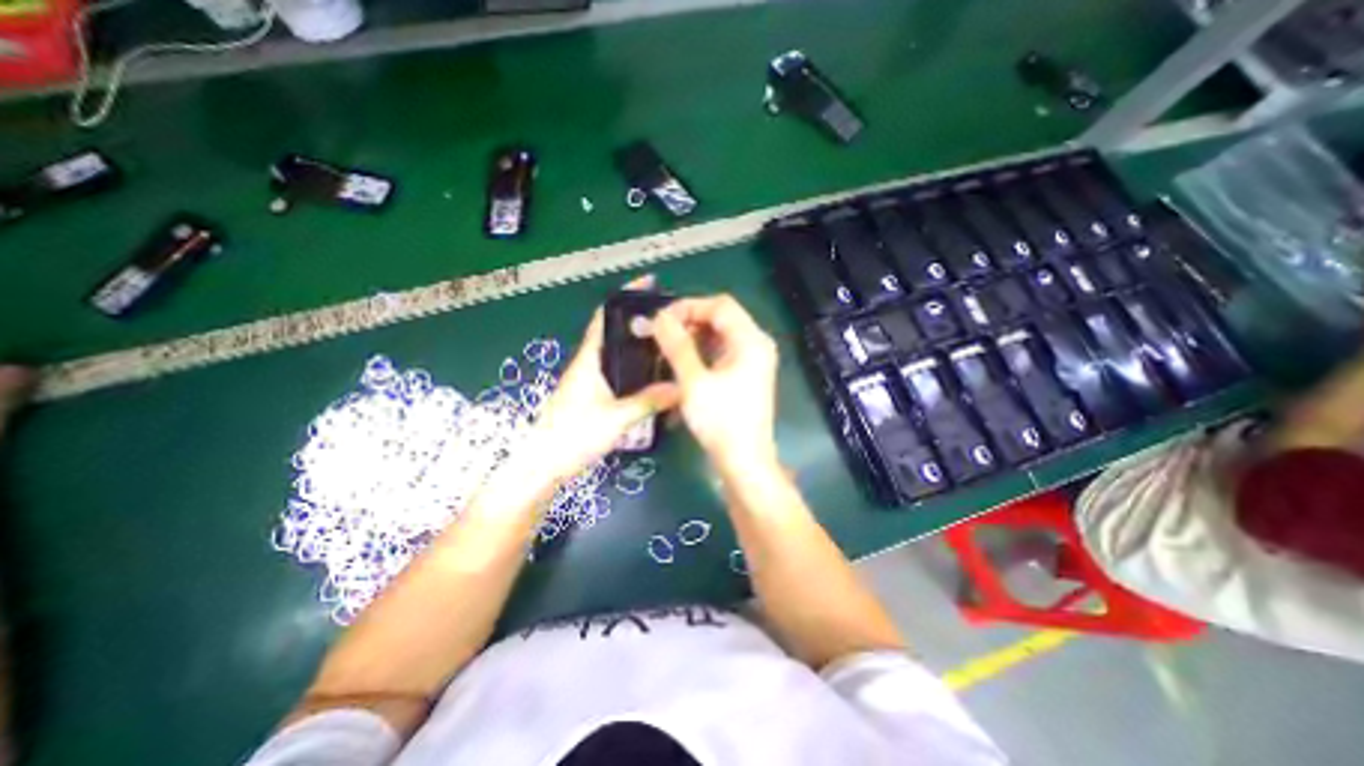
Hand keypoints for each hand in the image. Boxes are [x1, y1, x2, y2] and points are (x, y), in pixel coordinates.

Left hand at [529, 282, 682, 482]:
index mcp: (589, 359)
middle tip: (672, 320)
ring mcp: (590, 380)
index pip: (606, 317)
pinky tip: (654, 375)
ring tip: (669, 344)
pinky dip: (636, 366)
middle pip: (615, 332)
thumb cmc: (572, 436)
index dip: (625, 296)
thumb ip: (647, 401)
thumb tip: (681, 388)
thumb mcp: (615, 419)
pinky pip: (619, 372)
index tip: (649, 284)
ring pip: (618, 353)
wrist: (542, 465)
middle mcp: (589, 364)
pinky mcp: (593, 396)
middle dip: (640, 321)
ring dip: (639, 345)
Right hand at [654, 293, 783, 468]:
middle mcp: (756, 344)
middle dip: (689, 321)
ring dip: (693, 336)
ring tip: (667, 348)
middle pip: (721, 317)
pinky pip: (722, 351)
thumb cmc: (720, 421)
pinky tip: (682, 362)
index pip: (720, 305)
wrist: (744, 461)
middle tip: (661, 334)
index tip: (661, 320)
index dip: (689, 307)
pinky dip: (702, 351)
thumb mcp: (693, 382)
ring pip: (720, 334)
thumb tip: (659, 317)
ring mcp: (753, 359)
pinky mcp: (746, 374)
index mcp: (751, 340)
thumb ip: (676, 345)